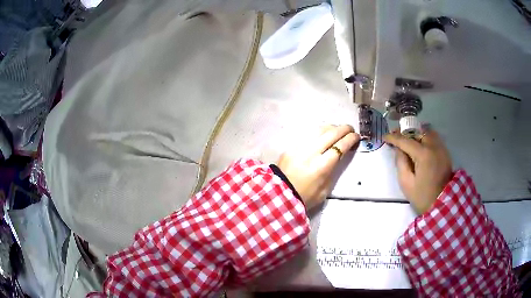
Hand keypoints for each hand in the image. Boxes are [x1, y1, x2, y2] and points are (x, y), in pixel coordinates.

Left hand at [277, 125, 359, 210]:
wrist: (279, 195)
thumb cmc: (304, 197)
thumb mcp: (325, 190)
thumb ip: (333, 171)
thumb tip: (339, 157)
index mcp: (321, 167)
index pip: (340, 147)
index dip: (350, 139)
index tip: (357, 137)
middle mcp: (311, 153)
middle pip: (331, 134)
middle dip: (344, 129)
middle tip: (350, 129)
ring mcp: (300, 147)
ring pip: (319, 130)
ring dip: (331, 128)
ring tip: (338, 130)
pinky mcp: (291, 146)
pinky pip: (308, 134)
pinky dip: (319, 132)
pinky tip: (323, 134)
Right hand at [384, 127, 451, 214]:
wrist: (441, 203)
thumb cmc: (422, 196)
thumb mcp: (406, 182)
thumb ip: (400, 162)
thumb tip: (398, 149)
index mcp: (423, 154)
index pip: (406, 140)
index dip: (394, 137)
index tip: (385, 137)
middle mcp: (434, 146)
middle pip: (418, 131)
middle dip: (406, 132)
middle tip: (396, 136)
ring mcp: (441, 148)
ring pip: (428, 132)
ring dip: (417, 133)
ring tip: (409, 139)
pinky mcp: (445, 152)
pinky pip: (435, 138)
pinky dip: (425, 137)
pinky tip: (420, 144)